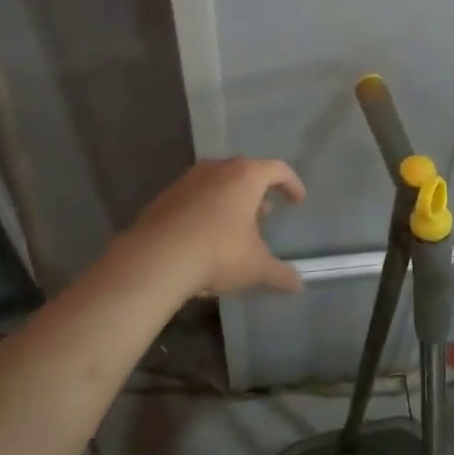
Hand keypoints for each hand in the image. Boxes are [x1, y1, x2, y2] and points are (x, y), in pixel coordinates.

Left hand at [122, 157, 306, 296]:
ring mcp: (186, 181)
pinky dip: (205, 211)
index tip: (298, 201)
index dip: (291, 184)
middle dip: (258, 193)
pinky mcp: (163, 198)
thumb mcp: (256, 268)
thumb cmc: (218, 253)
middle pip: (244, 173)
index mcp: (245, 176)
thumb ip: (281, 274)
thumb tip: (297, 284)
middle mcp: (216, 170)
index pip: (277, 170)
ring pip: (217, 184)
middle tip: (266, 215)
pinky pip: (194, 198)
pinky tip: (204, 237)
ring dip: (230, 201)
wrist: (155, 259)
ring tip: (235, 227)